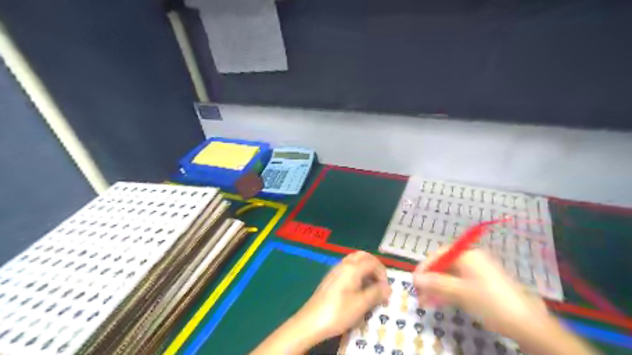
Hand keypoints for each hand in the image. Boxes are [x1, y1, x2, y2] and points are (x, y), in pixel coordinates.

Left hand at [295, 251, 392, 339]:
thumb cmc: (338, 312)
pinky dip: (357, 271)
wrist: (311, 320)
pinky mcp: (331, 277)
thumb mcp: (361, 305)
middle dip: (374, 266)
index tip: (385, 288)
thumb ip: (376, 293)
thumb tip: (388, 287)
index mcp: (352, 267)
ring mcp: (335, 269)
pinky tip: (357, 287)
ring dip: (365, 268)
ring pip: (354, 260)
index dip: (382, 273)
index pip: (373, 261)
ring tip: (370, 285)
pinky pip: (347, 267)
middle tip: (379, 282)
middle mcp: (344, 264)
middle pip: (363, 256)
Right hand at [413, 248, 545, 339]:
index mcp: (467, 255)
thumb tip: (415, 278)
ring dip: (436, 289)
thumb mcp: (460, 293)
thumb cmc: (491, 302)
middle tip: (419, 294)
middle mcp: (472, 260)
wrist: (528, 325)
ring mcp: (478, 273)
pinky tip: (439, 303)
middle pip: (444, 266)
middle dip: (429, 280)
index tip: (414, 281)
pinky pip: (459, 285)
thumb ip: (436, 283)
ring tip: (425, 303)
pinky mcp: (483, 285)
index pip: (438, 255)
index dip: (424, 267)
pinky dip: (448, 293)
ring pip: (450, 277)